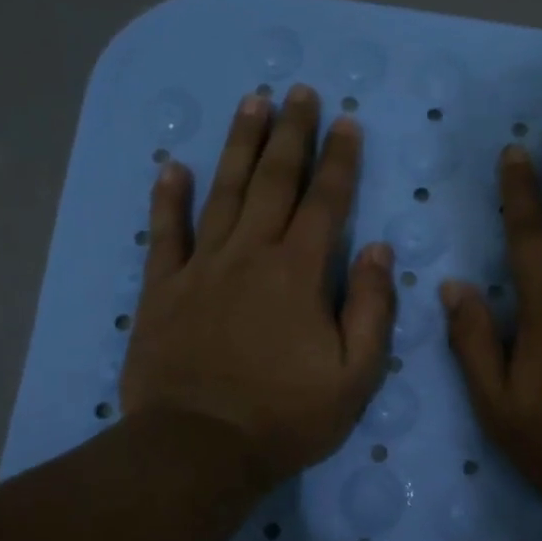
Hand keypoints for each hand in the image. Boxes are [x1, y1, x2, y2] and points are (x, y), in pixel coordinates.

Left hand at [120, 85, 394, 490]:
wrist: (200, 448)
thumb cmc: (286, 416)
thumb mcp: (355, 375)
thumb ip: (371, 308)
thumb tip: (378, 250)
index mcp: (300, 273)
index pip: (326, 202)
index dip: (340, 160)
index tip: (347, 122)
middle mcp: (251, 255)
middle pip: (274, 181)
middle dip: (291, 134)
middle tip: (299, 92)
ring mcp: (202, 268)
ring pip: (222, 193)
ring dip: (238, 146)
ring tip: (250, 103)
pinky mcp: (163, 289)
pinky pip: (164, 233)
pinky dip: (167, 199)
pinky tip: (171, 166)